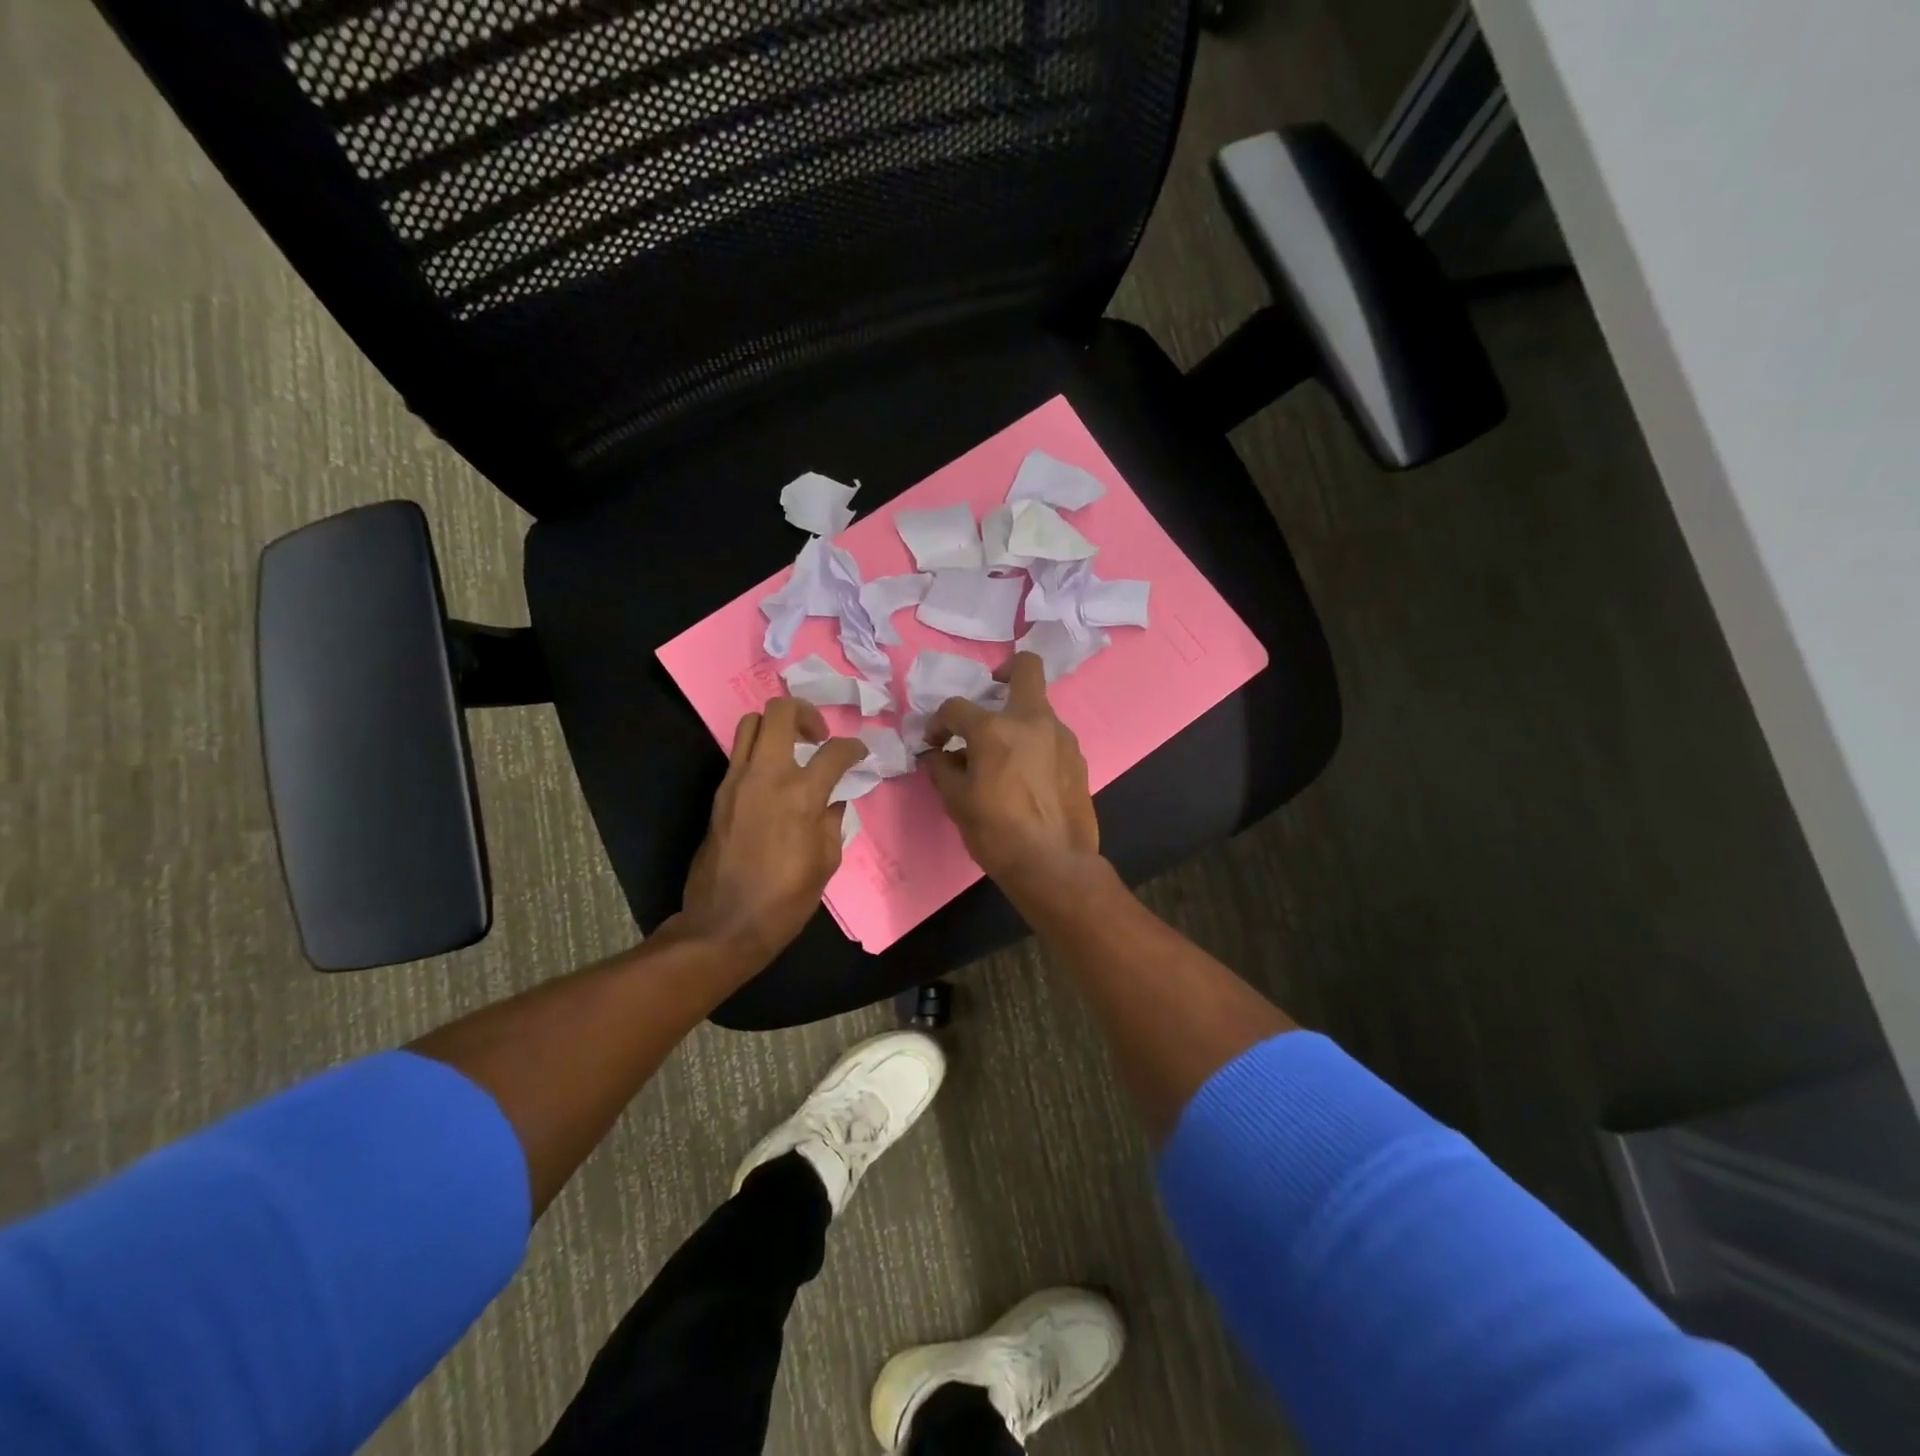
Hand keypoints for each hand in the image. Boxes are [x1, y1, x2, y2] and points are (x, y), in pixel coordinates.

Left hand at [679, 698, 868, 966]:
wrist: (724, 925)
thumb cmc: (784, 900)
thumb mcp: (825, 862)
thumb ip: (832, 820)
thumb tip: (832, 799)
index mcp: (801, 795)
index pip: (834, 751)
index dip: (854, 747)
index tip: (859, 754)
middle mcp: (766, 776)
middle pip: (780, 712)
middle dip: (806, 712)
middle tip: (818, 736)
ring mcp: (736, 782)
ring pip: (750, 724)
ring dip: (776, 727)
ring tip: (793, 750)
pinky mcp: (719, 795)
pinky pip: (739, 755)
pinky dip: (759, 753)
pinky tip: (773, 780)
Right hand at [923, 652, 1099, 885]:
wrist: (1054, 865)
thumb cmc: (997, 833)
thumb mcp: (957, 802)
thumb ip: (942, 768)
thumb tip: (936, 753)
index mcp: (995, 729)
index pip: (956, 707)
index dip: (938, 722)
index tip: (935, 743)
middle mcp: (1033, 721)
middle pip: (1025, 668)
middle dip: (1005, 671)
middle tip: (990, 695)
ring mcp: (1061, 737)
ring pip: (1038, 708)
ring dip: (1017, 719)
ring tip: (1003, 754)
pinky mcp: (1078, 757)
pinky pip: (1051, 737)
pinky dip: (1034, 744)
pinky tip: (1026, 776)